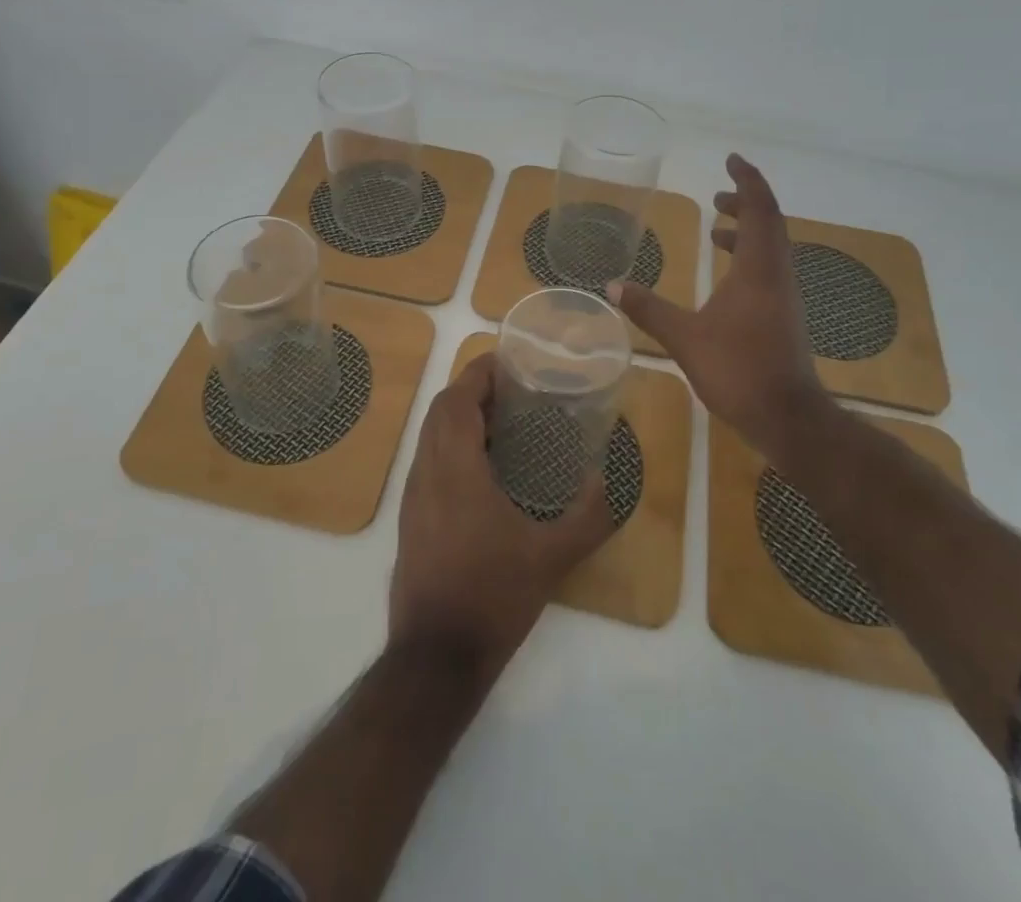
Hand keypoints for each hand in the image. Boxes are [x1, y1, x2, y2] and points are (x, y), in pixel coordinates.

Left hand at [389, 354, 614, 678]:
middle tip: (513, 389)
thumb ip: (587, 517)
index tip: (509, 361)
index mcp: (455, 469)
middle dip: (472, 390)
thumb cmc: (492, 597)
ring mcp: (413, 496)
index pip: (457, 399)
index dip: (479, 373)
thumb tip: (610, 481)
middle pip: (441, 410)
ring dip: (460, 417)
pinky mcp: (410, 518)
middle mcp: (426, 472)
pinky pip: (428, 460)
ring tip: (503, 422)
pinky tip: (483, 469)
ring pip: (430, 436)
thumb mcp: (550, 558)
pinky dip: (451, 445)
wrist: (435, 658)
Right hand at [609, 153, 827, 460]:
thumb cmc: (738, 370)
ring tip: (716, 229)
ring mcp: (784, 297)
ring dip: (747, 231)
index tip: (731, 160)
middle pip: (769, 223)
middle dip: (745, 203)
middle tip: (717, 195)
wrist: (789, 418)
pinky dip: (748, 258)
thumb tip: (612, 286)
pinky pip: (768, 270)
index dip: (747, 180)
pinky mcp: (783, 317)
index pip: (760, 209)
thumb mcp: (685, 338)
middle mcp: (777, 275)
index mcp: (758, 269)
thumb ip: (649, 309)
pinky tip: (725, 278)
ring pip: (771, 248)